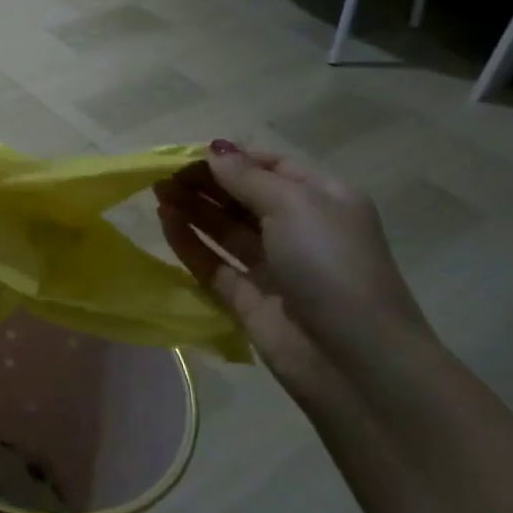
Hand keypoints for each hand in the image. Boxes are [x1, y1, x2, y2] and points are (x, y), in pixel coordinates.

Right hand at [155, 141, 433, 410]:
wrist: (355, 362)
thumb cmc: (331, 265)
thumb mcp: (294, 206)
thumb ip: (246, 177)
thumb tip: (212, 149)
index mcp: (323, 200)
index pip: (271, 167)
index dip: (231, 158)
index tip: (189, 154)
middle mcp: (299, 230)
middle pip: (243, 197)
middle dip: (205, 182)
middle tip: (163, 172)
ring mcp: (274, 267)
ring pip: (225, 229)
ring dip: (192, 207)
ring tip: (156, 191)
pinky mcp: (248, 299)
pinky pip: (213, 263)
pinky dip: (188, 242)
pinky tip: (164, 221)